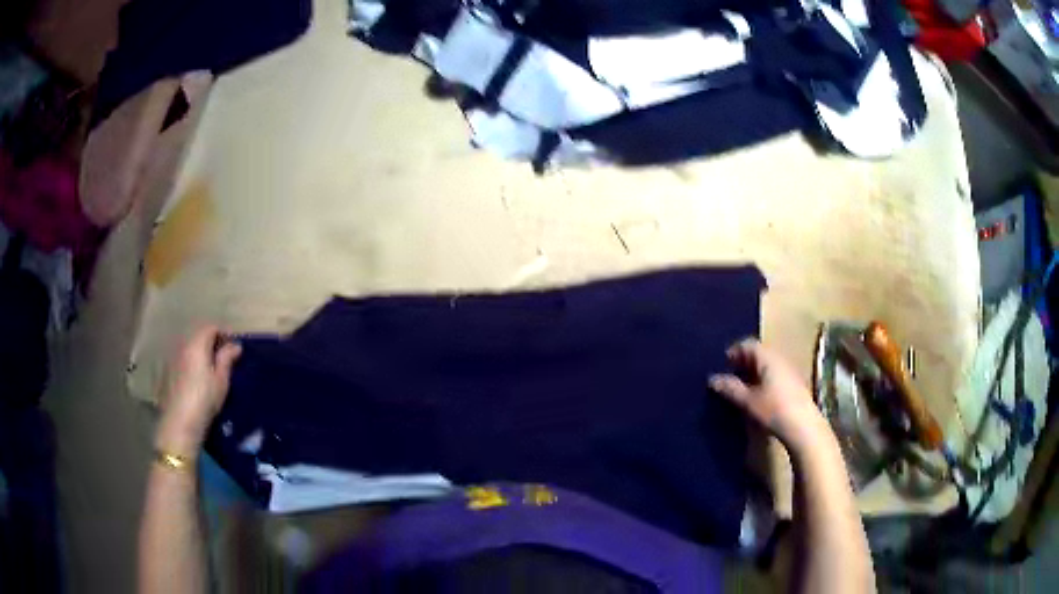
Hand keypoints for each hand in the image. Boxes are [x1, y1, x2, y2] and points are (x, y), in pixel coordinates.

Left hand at [156, 326, 241, 458]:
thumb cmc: (204, 399)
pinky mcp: (168, 371)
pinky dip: (191, 363)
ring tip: (210, 369)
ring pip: (189, 348)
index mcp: (197, 344)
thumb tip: (235, 345)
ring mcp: (173, 358)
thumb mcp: (221, 380)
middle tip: (224, 358)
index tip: (234, 348)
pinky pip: (182, 359)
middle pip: (198, 336)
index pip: (211, 328)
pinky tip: (196, 379)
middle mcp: (183, 345)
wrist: (180, 421)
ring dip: (200, 353)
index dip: (224, 334)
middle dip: (211, 343)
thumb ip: (227, 359)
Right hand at [709, 339, 828, 451]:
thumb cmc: (774, 409)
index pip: (748, 344)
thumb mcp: (748, 400)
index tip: (721, 365)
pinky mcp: (794, 384)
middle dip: (742, 363)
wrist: (803, 427)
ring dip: (752, 373)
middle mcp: (779, 359)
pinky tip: (757, 397)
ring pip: (766, 365)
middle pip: (758, 354)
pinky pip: (774, 375)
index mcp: (768, 357)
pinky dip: (762, 381)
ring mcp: (788, 371)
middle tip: (728, 378)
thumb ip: (730, 388)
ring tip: (740, 389)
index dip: (733, 352)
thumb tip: (713, 379)